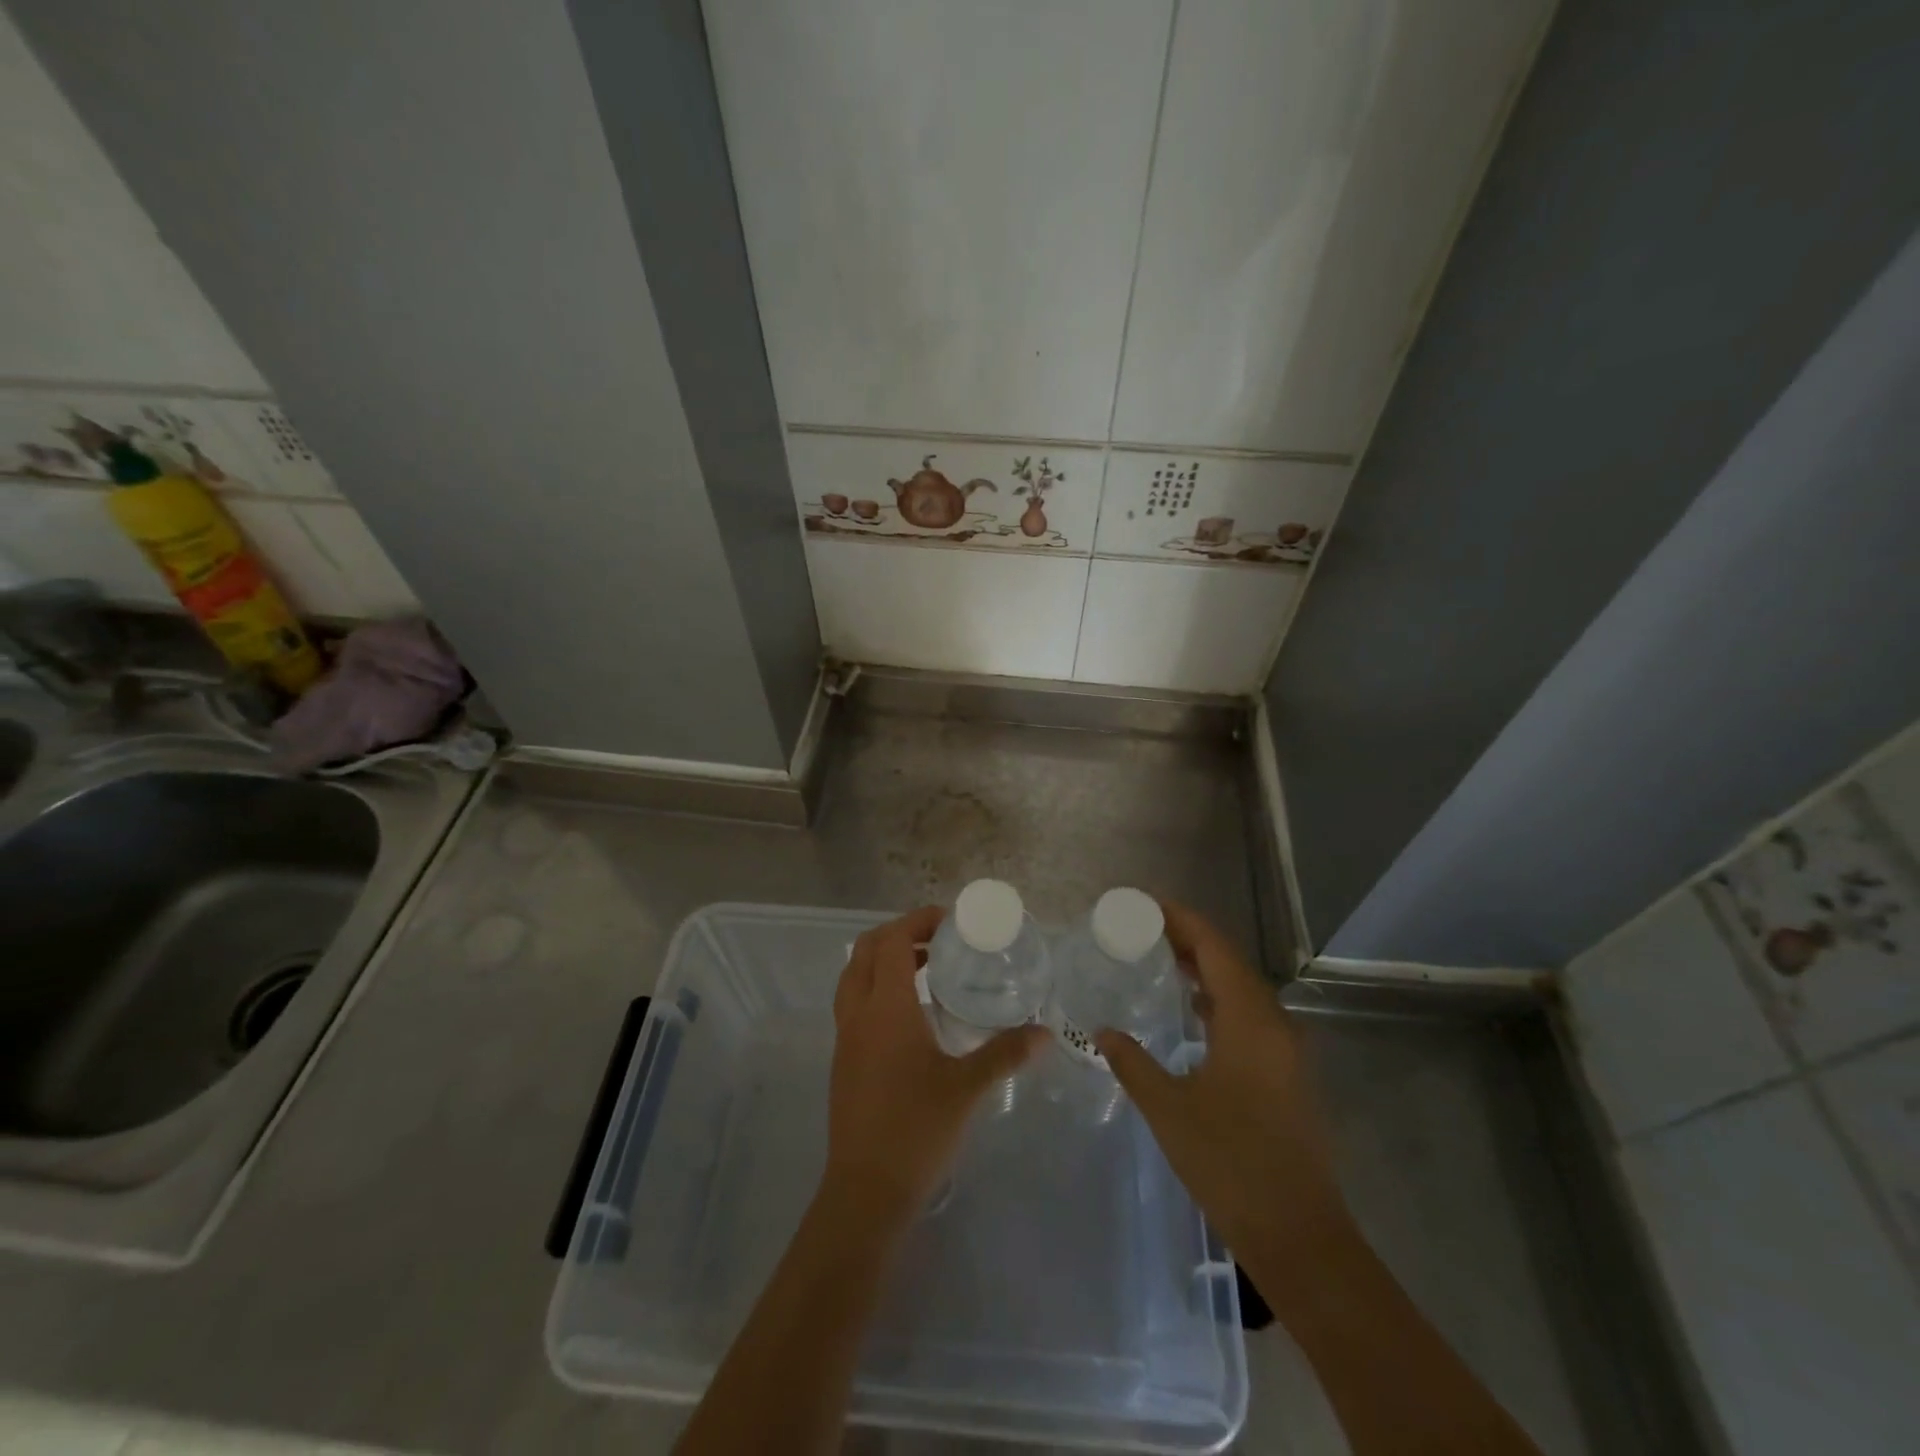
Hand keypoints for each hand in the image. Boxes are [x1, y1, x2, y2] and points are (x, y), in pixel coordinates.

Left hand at [823, 906, 1046, 1230]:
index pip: (891, 942)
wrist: (865, 1192)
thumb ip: (1005, 1054)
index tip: (949, 921)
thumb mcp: (967, 1088)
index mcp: (885, 1009)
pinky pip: (854, 1003)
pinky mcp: (844, 1059)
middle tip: (938, 941)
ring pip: (854, 976)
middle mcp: (858, 1014)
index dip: (916, 922)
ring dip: (884, 961)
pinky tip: (912, 1014)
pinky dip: (877, 988)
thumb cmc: (916, 1130)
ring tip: (927, 969)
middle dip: (898, 934)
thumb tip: (1045, 1033)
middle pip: (865, 951)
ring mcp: (845, 1037)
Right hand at [1095, 900, 1349, 1260]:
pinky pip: (1250, 1015)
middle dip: (1190, 939)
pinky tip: (1192, 1012)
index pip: (1215, 948)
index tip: (1146, 904)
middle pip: (1231, 962)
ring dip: (1205, 969)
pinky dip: (1218, 999)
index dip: (1182, 919)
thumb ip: (1133, 1062)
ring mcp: (1286, 1049)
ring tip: (1161, 960)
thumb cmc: (1231, 1164)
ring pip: (1242, 989)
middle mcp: (1275, 1023)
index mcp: (1250, 1020)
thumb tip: (1104, 1031)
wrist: (1299, 1235)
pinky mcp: (1287, 1072)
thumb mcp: (1169, 1109)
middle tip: (1144, 930)